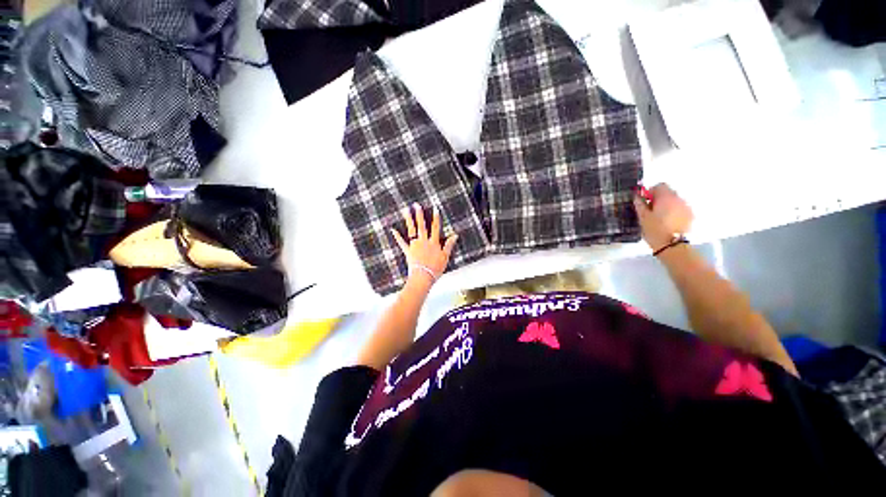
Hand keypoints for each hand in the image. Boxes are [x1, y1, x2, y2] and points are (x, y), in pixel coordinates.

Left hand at [391, 203, 458, 284]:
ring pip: (412, 230)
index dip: (436, 218)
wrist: (423, 277)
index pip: (435, 228)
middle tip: (416, 205)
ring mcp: (415, 246)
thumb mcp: (445, 257)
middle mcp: (424, 242)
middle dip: (419, 214)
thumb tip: (454, 235)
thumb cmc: (435, 269)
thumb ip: (449, 245)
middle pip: (422, 226)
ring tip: (406, 211)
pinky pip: (402, 243)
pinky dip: (397, 236)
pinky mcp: (408, 251)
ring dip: (409, 220)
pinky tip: (393, 230)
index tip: (435, 209)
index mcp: (434, 243)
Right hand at [633, 183, 692, 251]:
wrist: (672, 245)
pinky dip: (674, 212)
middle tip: (650, 211)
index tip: (644, 202)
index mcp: (666, 197)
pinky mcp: (690, 216)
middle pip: (668, 193)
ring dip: (666, 205)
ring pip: (674, 201)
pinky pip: (680, 209)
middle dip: (659, 199)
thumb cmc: (654, 230)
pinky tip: (668, 222)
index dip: (650, 192)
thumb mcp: (643, 217)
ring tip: (659, 218)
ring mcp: (686, 207)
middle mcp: (679, 199)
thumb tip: (637, 196)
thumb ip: (640, 204)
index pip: (659, 186)